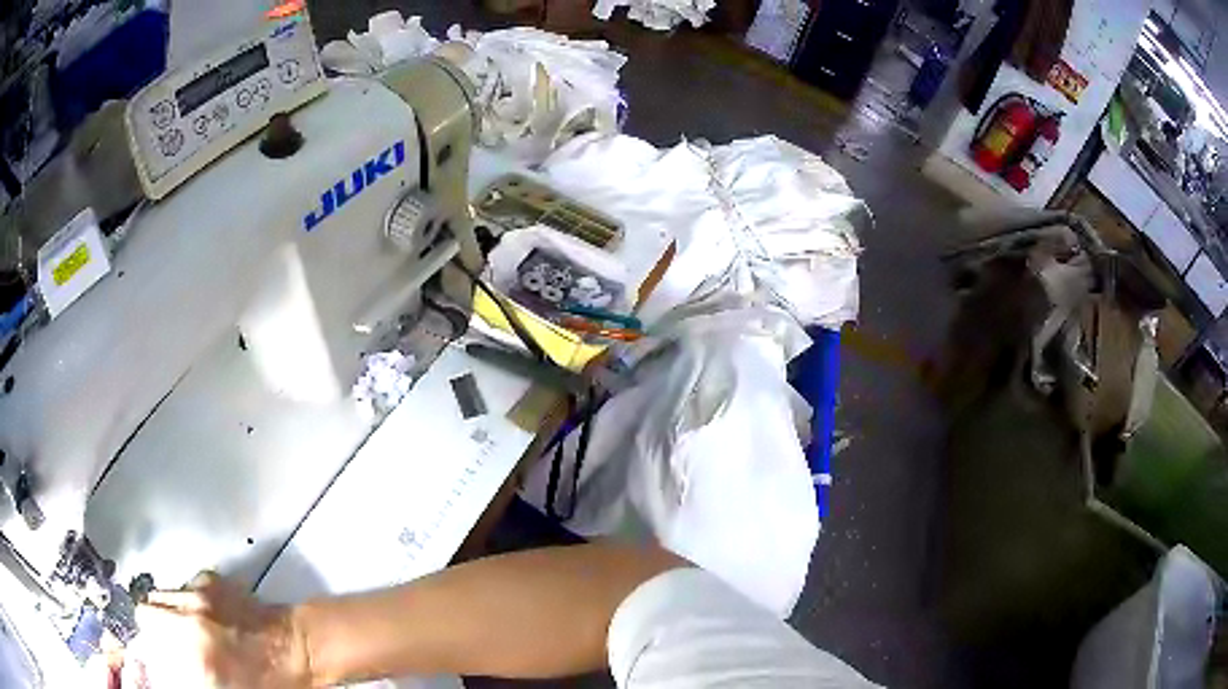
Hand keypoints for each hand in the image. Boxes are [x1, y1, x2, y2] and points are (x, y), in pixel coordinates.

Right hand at [115, 572, 309, 687]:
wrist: (301, 647)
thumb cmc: (269, 680)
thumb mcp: (224, 688)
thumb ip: (190, 674)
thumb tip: (168, 667)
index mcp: (193, 647)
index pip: (147, 635)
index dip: (146, 648)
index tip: (151, 657)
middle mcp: (189, 613)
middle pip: (145, 610)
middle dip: (151, 627)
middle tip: (166, 644)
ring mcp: (199, 591)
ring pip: (161, 594)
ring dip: (167, 611)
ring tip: (185, 629)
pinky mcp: (210, 578)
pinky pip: (183, 586)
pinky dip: (186, 599)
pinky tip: (205, 615)